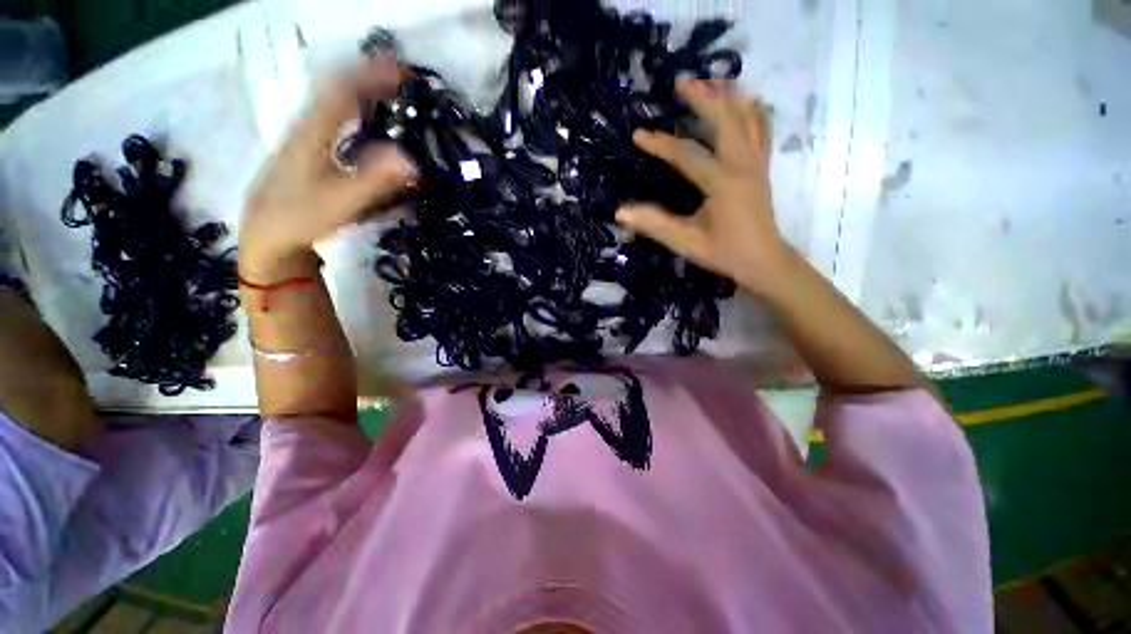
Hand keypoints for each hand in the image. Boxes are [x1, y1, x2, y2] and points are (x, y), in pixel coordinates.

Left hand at [240, 59, 415, 279]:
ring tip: (393, 97)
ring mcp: (307, 137)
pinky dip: (357, 113)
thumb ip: (375, 181)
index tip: (403, 72)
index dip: (372, 75)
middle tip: (404, 83)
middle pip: (338, 89)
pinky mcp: (310, 150)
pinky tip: (371, 124)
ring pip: (335, 103)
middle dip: (371, 79)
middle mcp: (308, 125)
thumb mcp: (340, 202)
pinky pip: (336, 120)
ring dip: (364, 93)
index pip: (343, 89)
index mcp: (313, 131)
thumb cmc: (299, 217)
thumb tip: (412, 161)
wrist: (266, 232)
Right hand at [616, 79, 789, 294]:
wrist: (763, 261)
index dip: (661, 144)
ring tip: (711, 82)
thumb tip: (620, 212)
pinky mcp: (762, 167)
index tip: (638, 135)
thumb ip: (654, 224)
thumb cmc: (724, 252)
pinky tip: (746, 101)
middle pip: (725, 119)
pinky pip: (762, 129)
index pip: (687, 154)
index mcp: (722, 182)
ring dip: (729, 96)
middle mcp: (743, 164)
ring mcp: (756, 163)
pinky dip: (753, 110)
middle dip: (702, 98)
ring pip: (748, 117)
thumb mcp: (686, 242)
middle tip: (680, 82)